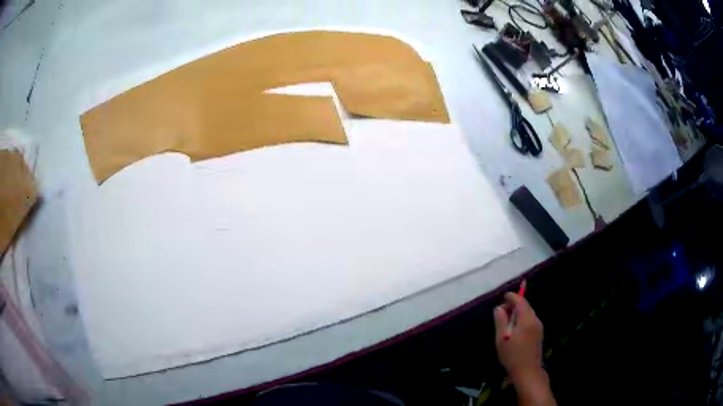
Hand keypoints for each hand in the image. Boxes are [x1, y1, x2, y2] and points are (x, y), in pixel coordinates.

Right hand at [493, 292, 543, 384]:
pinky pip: (530, 321)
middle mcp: (535, 320)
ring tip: (506, 319)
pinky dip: (522, 319)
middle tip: (502, 310)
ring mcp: (539, 327)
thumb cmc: (512, 355)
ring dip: (518, 313)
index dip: (512, 297)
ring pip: (528, 314)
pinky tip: (514, 328)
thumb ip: (501, 321)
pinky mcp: (539, 334)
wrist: (527, 371)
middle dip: (514, 305)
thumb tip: (499, 308)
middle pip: (525, 307)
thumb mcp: (501, 338)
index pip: (520, 301)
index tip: (503, 296)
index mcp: (527, 319)